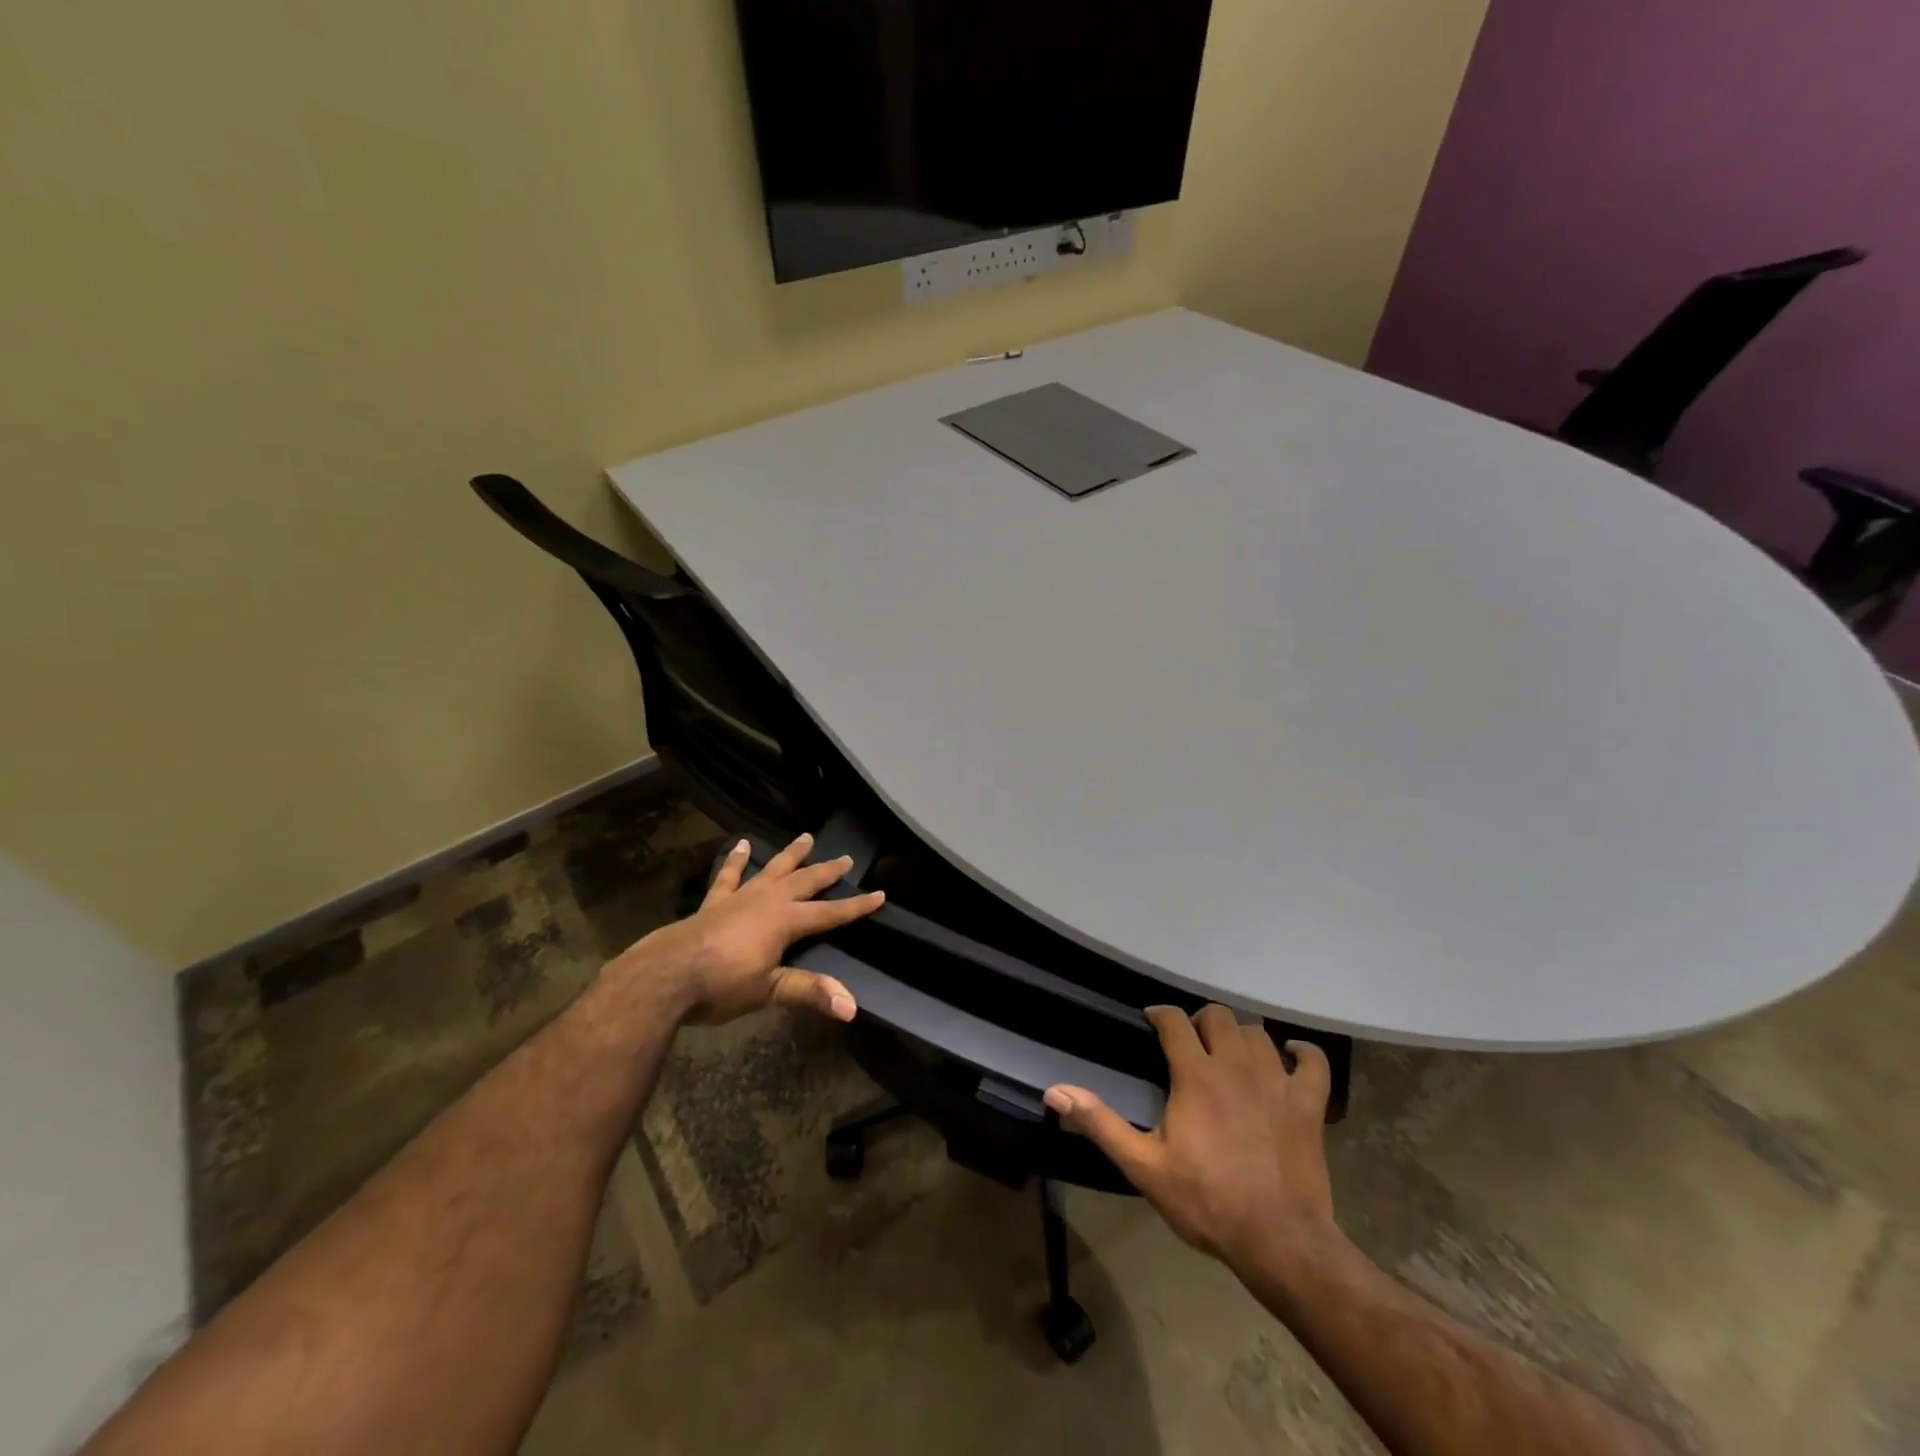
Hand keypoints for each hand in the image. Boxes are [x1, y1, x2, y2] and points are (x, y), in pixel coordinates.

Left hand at [609, 833, 883, 1025]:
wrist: (664, 976)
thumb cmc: (720, 986)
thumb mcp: (769, 991)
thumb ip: (810, 992)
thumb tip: (852, 1007)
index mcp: (786, 922)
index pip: (830, 913)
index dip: (856, 906)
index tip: (880, 895)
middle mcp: (767, 901)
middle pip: (805, 882)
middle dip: (827, 872)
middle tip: (846, 859)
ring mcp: (739, 898)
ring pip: (773, 870)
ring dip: (791, 855)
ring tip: (806, 837)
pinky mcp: (714, 902)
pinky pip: (729, 876)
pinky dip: (736, 860)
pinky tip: (740, 844)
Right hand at [1044, 1005, 1334, 1271]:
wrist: (1279, 1242)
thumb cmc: (1206, 1201)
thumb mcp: (1144, 1166)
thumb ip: (1100, 1123)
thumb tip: (1055, 1091)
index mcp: (1196, 1074)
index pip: (1175, 1020)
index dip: (1160, 1014)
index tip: (1151, 1022)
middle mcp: (1236, 1064)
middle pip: (1218, 1016)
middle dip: (1200, 1021)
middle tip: (1190, 1041)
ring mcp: (1277, 1081)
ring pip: (1258, 1033)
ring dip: (1241, 1036)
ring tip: (1230, 1052)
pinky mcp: (1309, 1104)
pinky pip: (1313, 1061)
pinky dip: (1303, 1052)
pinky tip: (1291, 1054)